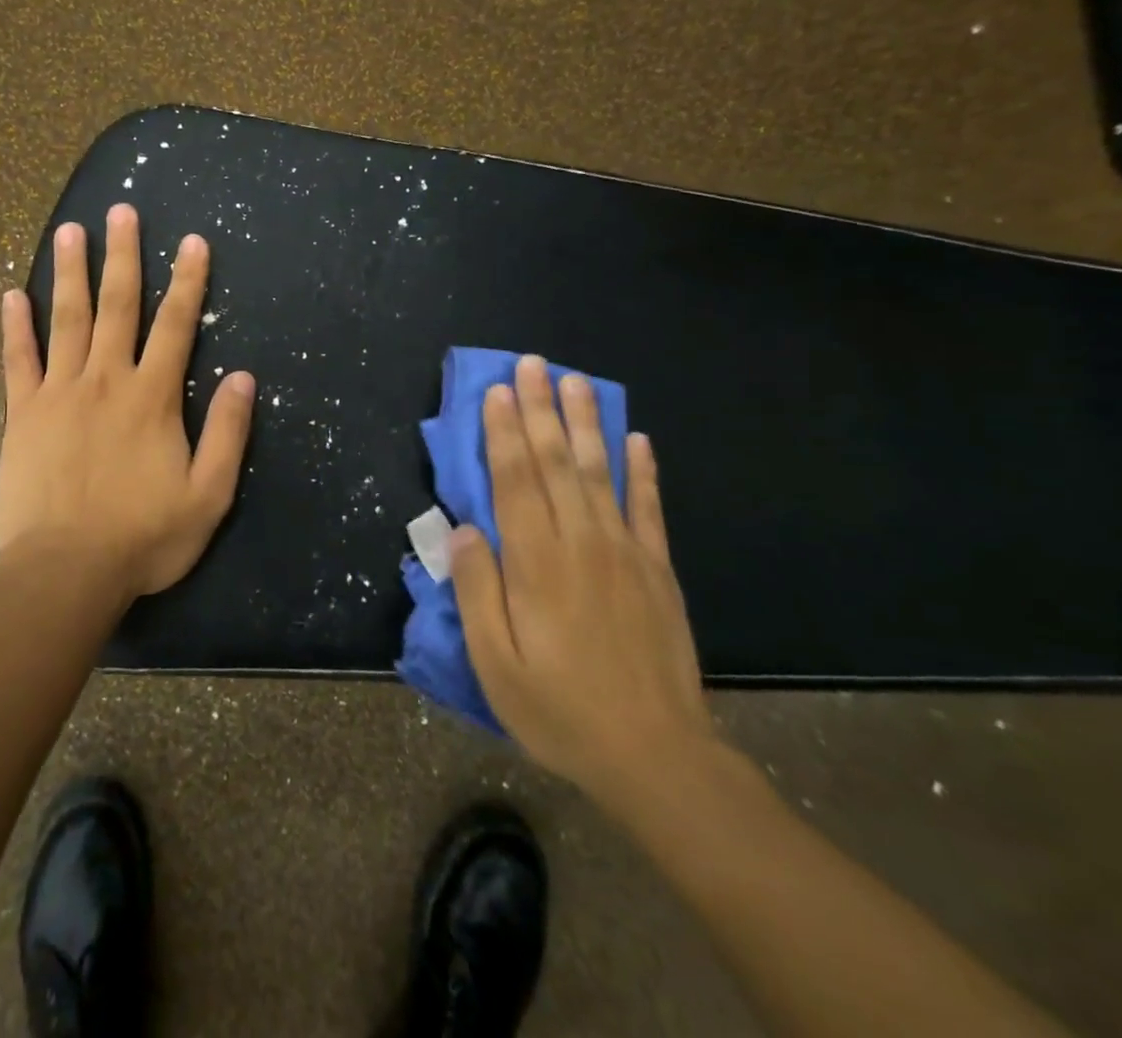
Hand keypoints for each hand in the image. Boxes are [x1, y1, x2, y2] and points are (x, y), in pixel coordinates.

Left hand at [0, 204, 255, 599]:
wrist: (67, 570)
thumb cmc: (145, 536)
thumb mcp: (208, 494)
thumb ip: (228, 433)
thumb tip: (244, 378)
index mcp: (152, 397)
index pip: (176, 325)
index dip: (187, 281)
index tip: (192, 241)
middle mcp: (106, 380)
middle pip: (117, 306)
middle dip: (123, 256)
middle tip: (121, 211)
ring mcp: (59, 393)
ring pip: (66, 320)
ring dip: (70, 273)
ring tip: (70, 231)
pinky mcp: (23, 415)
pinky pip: (18, 361)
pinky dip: (15, 327)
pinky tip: (12, 295)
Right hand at [451, 355, 715, 813]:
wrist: (657, 756)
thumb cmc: (560, 711)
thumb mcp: (496, 663)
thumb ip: (477, 591)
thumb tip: (464, 529)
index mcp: (536, 563)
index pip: (515, 480)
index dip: (504, 432)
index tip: (498, 390)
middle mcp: (581, 543)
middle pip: (555, 463)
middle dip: (541, 409)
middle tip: (533, 363)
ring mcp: (625, 552)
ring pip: (599, 472)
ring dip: (585, 423)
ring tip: (576, 381)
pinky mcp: (657, 569)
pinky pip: (647, 507)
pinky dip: (641, 470)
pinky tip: (636, 440)